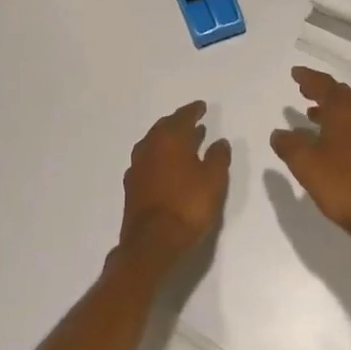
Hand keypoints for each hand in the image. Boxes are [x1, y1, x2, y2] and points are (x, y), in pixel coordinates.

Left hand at [119, 101, 231, 270]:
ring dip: (168, 140)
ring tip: (183, 142)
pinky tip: (167, 166)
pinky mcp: (131, 186)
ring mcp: (137, 167)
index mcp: (169, 139)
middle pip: (164, 127)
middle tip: (192, 121)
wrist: (152, 243)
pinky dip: (159, 157)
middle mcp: (149, 147)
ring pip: (153, 144)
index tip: (202, 107)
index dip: (194, 111)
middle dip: (179, 123)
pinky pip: (147, 160)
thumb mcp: (213, 181)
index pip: (182, 117)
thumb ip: (217, 157)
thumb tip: (219, 141)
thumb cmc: (188, 206)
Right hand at [270, 67, 350, 263]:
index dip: (309, 78)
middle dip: (321, 91)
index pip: (325, 85)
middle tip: (304, 89)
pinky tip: (331, 143)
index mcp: (345, 111)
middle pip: (341, 95)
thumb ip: (289, 144)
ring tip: (312, 115)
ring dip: (331, 110)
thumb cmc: (342, 183)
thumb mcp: (305, 163)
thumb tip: (279, 132)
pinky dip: (341, 126)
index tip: (296, 73)